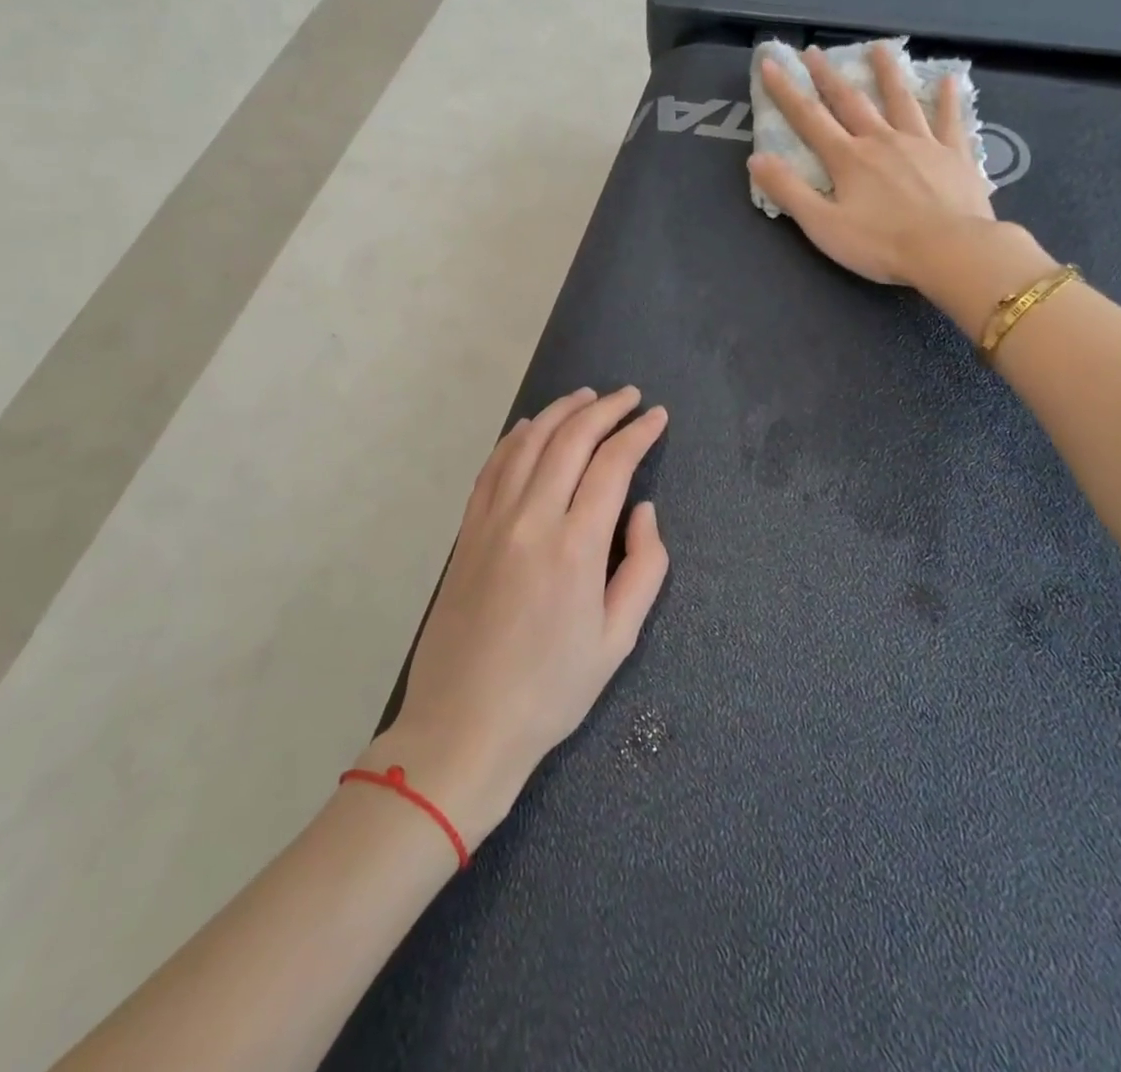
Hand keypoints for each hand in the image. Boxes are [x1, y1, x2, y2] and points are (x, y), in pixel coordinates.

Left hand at [361, 387, 668, 844]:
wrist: (463, 724)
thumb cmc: (551, 690)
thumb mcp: (618, 639)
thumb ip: (644, 566)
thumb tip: (642, 510)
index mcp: (576, 547)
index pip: (612, 465)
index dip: (638, 433)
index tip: (657, 416)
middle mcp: (531, 519)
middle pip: (570, 440)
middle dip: (605, 410)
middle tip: (630, 397)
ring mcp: (492, 521)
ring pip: (528, 443)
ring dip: (561, 412)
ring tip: (587, 397)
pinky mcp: (467, 531)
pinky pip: (493, 467)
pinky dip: (516, 437)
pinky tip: (531, 427)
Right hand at [748, 44, 1053, 337]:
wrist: (949, 250)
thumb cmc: (881, 244)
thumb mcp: (823, 225)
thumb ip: (789, 191)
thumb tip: (757, 158)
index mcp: (848, 159)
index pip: (809, 118)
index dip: (787, 91)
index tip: (771, 64)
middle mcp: (882, 140)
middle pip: (852, 101)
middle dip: (829, 76)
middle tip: (815, 51)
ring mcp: (922, 144)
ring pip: (901, 101)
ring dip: (887, 74)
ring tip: (879, 48)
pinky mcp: (955, 155)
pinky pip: (950, 121)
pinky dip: (947, 99)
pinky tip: (948, 79)